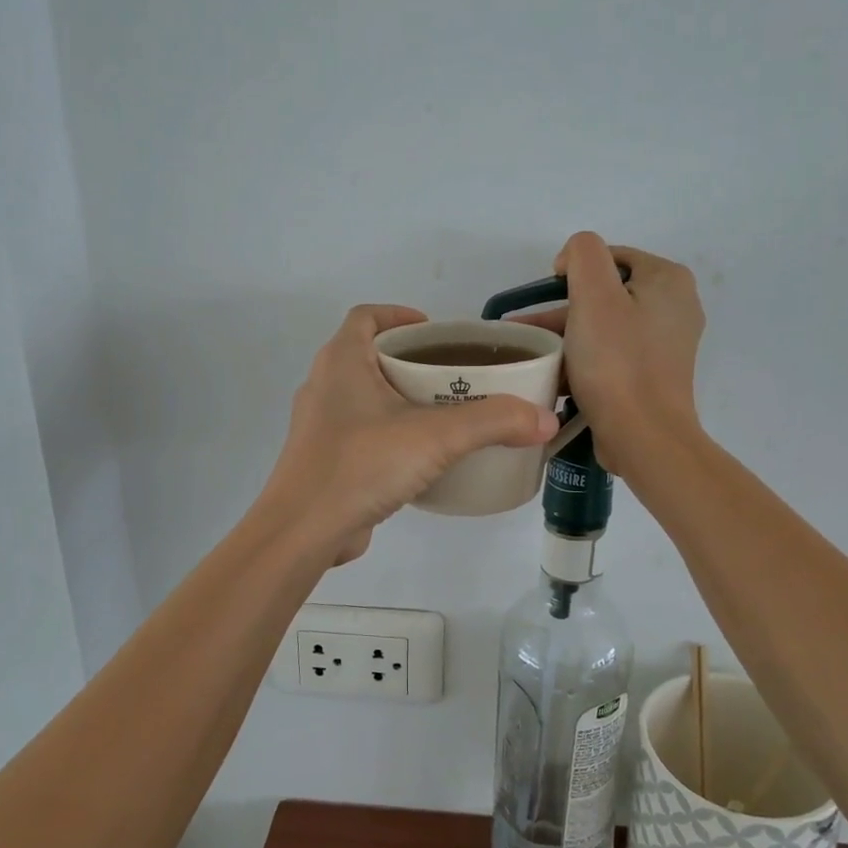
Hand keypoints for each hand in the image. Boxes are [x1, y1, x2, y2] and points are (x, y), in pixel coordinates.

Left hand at [260, 305, 559, 564]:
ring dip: (400, 398)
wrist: (303, 531)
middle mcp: (325, 385)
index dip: (399, 315)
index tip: (436, 332)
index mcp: (341, 361)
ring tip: (445, 414)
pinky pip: (362, 432)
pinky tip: (421, 456)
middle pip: (369, 355)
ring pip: (365, 396)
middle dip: (411, 360)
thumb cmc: (361, 465)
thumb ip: (493, 423)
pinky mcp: (325, 460)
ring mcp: (320, 425)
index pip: (366, 317)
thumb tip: (544, 419)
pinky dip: (390, 432)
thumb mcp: (436, 437)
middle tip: (454, 375)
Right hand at [519, 233, 704, 475]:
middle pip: (606, 293)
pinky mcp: (653, 374)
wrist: (643, 436)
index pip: (610, 256)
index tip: (544, 296)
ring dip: (567, 335)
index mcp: (668, 279)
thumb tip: (574, 259)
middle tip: (525, 328)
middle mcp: (675, 306)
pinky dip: (584, 357)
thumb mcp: (593, 294)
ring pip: (605, 325)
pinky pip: (612, 353)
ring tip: (529, 351)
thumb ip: (583, 254)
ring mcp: (666, 343)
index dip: (572, 270)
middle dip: (562, 309)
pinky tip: (554, 371)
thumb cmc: (617, 361)